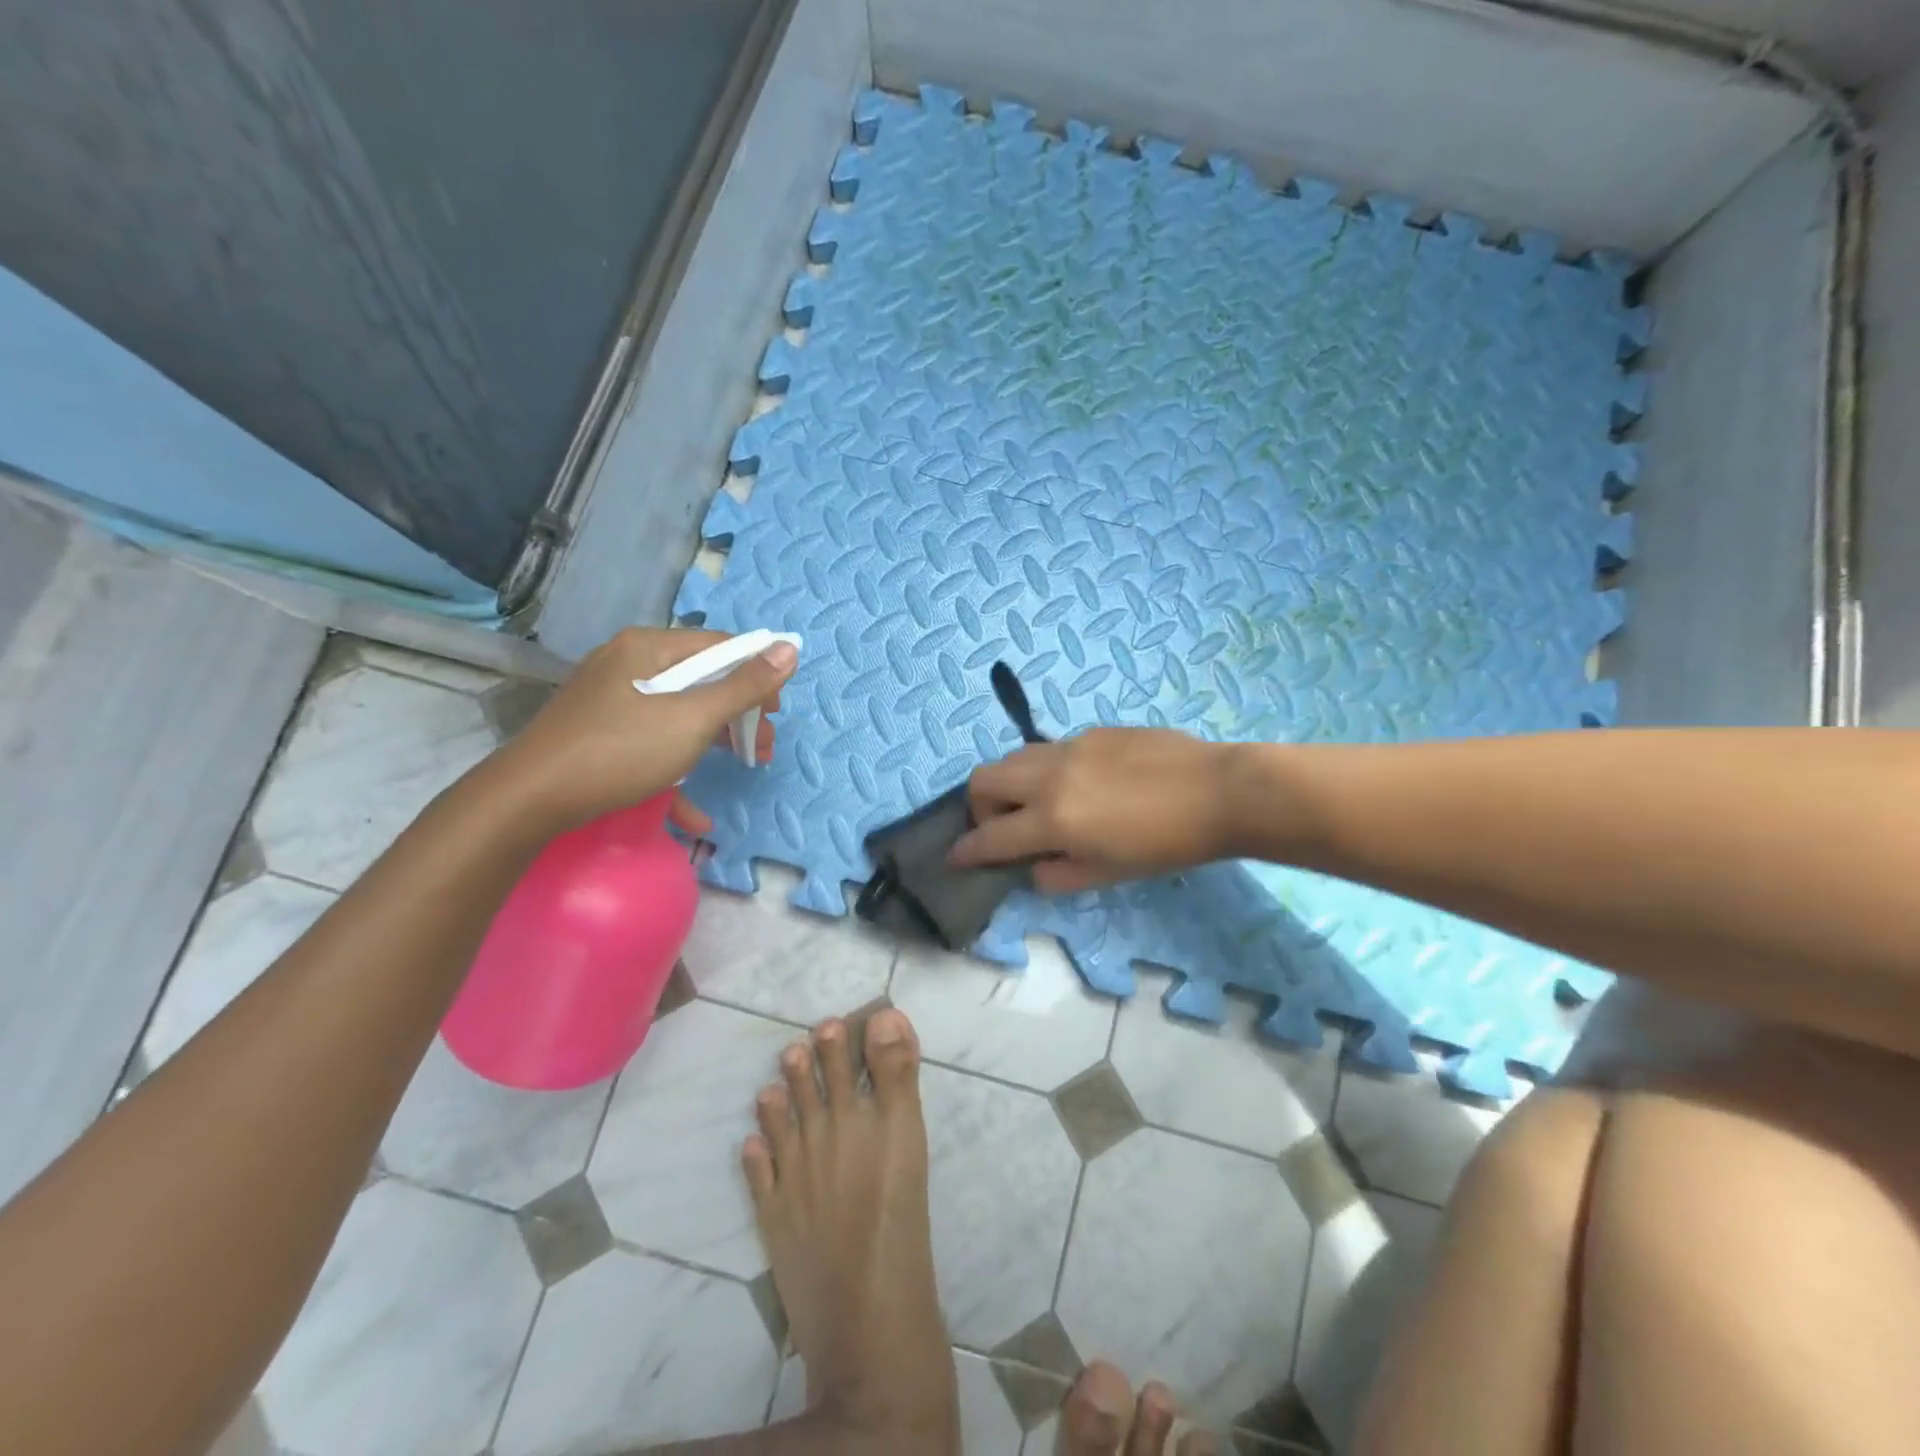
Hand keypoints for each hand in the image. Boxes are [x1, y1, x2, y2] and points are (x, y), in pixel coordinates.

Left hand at [494, 627, 796, 836]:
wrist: (529, 800)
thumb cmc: (620, 751)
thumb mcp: (693, 719)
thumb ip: (744, 686)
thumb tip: (790, 647)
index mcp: (649, 648)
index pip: (720, 646)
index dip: (757, 674)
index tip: (776, 713)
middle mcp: (629, 664)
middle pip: (701, 679)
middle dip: (738, 714)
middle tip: (762, 748)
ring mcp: (612, 699)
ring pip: (679, 711)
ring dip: (715, 739)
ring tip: (743, 766)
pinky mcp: (600, 732)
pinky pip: (652, 739)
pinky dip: (677, 765)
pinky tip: (693, 813)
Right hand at [949, 728, 1237, 893]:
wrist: (1218, 792)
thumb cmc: (1166, 845)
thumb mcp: (1109, 874)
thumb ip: (1058, 874)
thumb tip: (1032, 867)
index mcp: (1053, 819)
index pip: (990, 836)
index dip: (966, 850)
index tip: (954, 857)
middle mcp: (1049, 776)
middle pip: (983, 779)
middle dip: (978, 806)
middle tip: (1002, 826)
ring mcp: (1070, 746)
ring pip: (1014, 757)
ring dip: (1009, 783)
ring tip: (1036, 804)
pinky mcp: (1092, 731)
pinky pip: (1052, 749)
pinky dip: (1047, 770)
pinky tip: (1083, 784)